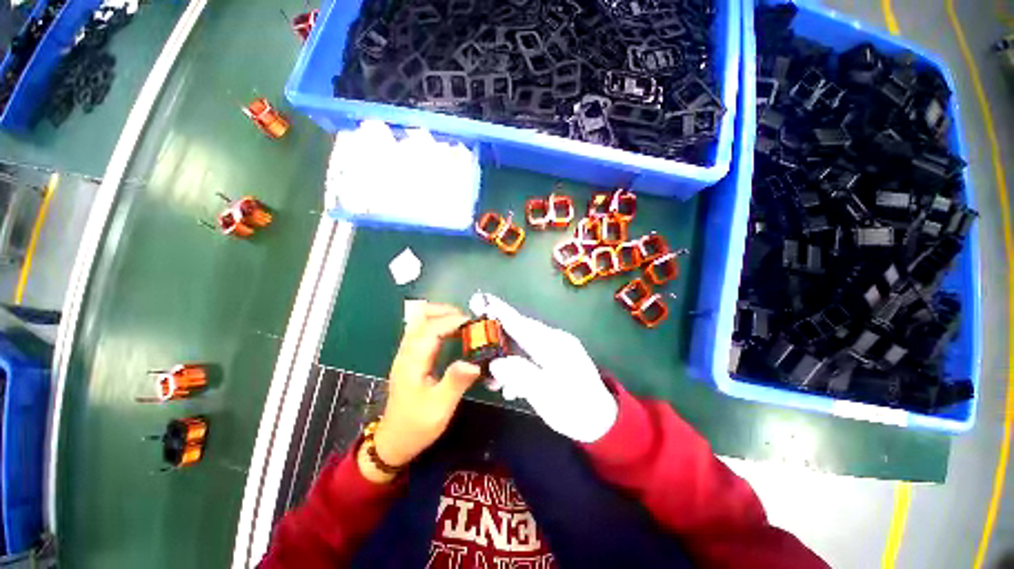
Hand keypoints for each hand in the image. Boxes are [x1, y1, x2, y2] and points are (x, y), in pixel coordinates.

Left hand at [364, 303, 480, 481]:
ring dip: (440, 319)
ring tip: (465, 328)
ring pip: (419, 325)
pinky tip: (451, 341)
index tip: (476, 325)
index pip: (431, 328)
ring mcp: (405, 357)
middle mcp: (406, 353)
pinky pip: (420, 336)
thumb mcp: (440, 406)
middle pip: (420, 318)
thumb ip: (456, 382)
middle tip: (470, 322)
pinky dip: (436, 330)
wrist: (396, 440)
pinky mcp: (408, 364)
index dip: (453, 321)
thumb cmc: (418, 425)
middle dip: (445, 312)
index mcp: (413, 361)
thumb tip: (474, 362)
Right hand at [469, 293, 617, 442]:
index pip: (520, 324)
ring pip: (522, 349)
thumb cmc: (574, 407)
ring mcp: (557, 353)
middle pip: (519, 333)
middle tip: (475, 352)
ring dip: (505, 363)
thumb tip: (497, 362)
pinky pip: (530, 360)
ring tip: (492, 384)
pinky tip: (511, 390)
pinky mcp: (557, 365)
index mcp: (553, 345)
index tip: (478, 298)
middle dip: (495, 341)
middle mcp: (555, 343)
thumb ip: (520, 375)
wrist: (600, 422)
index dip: (498, 311)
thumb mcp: (545, 393)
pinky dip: (517, 372)